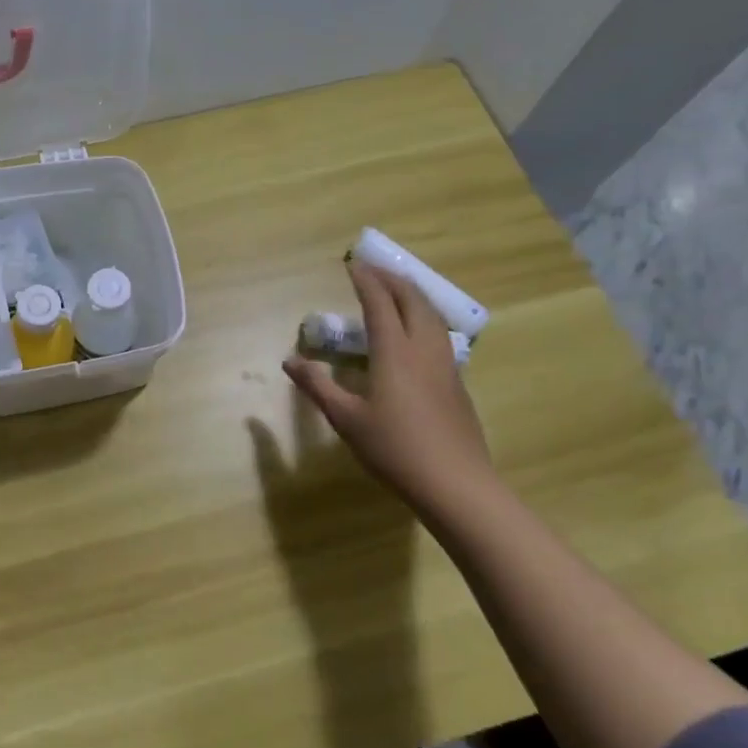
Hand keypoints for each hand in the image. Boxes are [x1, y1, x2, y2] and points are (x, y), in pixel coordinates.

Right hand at [283, 261, 493, 516]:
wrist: (456, 483)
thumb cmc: (394, 449)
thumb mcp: (345, 419)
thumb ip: (317, 386)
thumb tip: (290, 360)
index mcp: (394, 352)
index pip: (380, 304)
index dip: (366, 281)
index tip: (353, 264)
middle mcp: (423, 349)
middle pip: (413, 300)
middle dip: (393, 279)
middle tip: (374, 270)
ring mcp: (445, 365)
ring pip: (432, 315)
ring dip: (412, 295)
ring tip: (396, 290)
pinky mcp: (456, 383)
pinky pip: (440, 334)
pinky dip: (424, 317)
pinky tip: (417, 332)